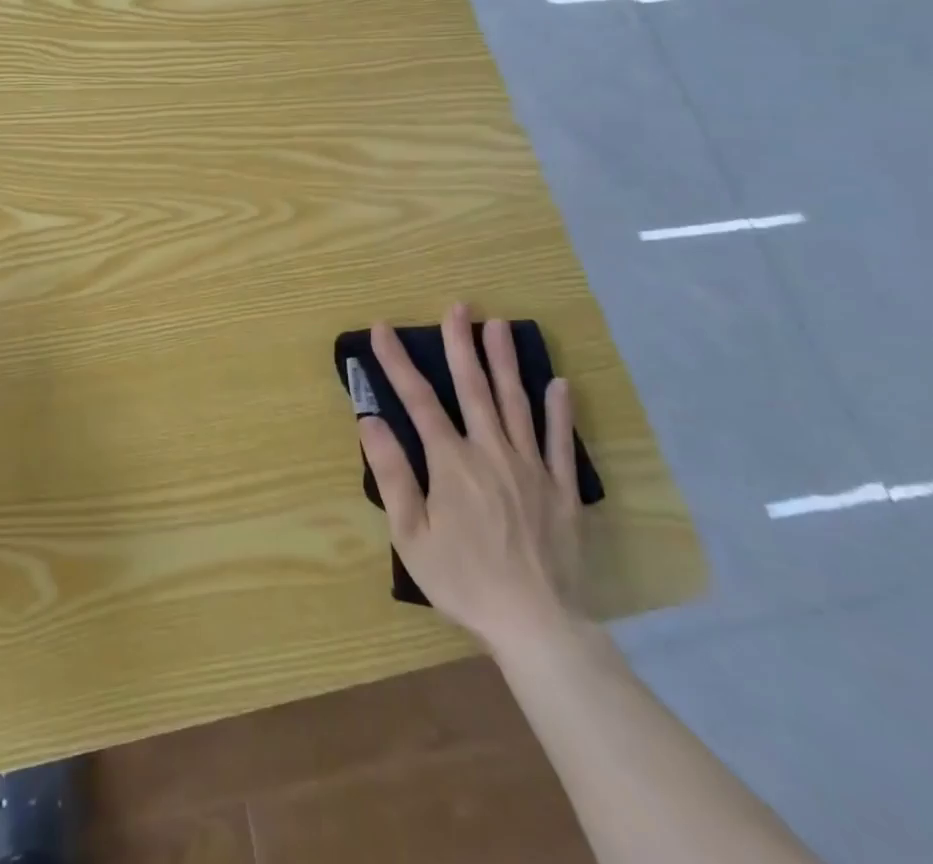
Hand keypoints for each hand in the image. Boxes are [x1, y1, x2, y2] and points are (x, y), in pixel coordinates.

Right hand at [357, 303, 582, 650]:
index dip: (397, 362)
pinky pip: (561, 442)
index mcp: (451, 462)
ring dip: (505, 361)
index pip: (418, 400)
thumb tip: (370, 420)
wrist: (538, 626)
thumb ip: (392, 474)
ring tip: (500, 325)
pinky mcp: (562, 490)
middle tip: (458, 307)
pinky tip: (559, 383)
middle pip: (473, 388)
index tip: (382, 329)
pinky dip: (559, 411)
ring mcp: (531, 468)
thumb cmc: (464, 580)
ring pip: (516, 403)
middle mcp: (491, 452)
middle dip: (461, 344)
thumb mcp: (411, 535)